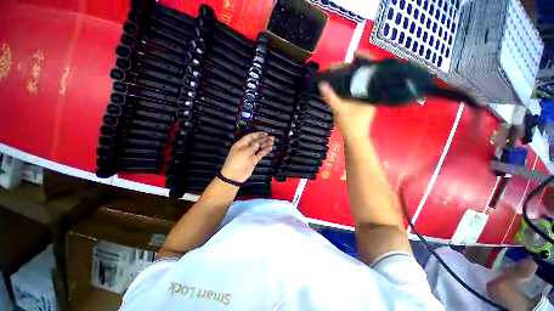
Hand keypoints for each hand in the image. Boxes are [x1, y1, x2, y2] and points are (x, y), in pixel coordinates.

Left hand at [220, 132, 273, 182]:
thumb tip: (258, 143)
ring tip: (272, 142)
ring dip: (266, 144)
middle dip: (264, 139)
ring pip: (259, 148)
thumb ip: (252, 146)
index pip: (251, 136)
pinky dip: (265, 151)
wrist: (234, 175)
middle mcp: (246, 148)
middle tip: (272, 138)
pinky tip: (270, 148)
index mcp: (242, 144)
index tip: (266, 134)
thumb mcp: (244, 152)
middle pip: (256, 141)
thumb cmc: (237, 161)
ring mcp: (251, 154)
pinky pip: (260, 154)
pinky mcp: (254, 160)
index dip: (258, 134)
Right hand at [318, 52, 376, 143]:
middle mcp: (371, 93)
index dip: (364, 58)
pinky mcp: (362, 104)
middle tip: (337, 67)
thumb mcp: (339, 109)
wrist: (355, 139)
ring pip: (359, 83)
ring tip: (337, 73)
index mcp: (370, 92)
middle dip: (350, 69)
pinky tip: (340, 85)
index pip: (371, 70)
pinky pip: (357, 90)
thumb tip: (321, 84)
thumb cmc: (350, 124)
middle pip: (363, 75)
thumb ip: (330, 97)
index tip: (354, 52)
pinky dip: (349, 86)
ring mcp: (367, 99)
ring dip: (349, 77)